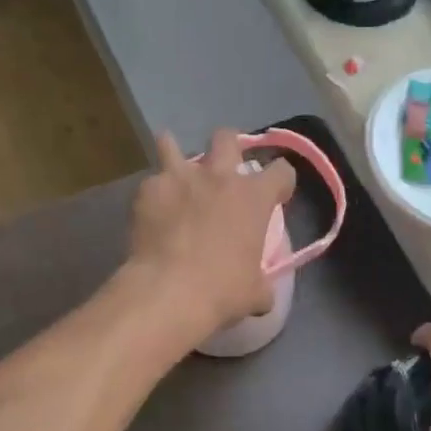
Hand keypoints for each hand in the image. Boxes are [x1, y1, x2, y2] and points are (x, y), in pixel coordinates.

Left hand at [122, 130, 296, 346]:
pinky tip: (151, 210)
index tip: (276, 195)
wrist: (168, 292)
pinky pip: (152, 182)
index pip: (282, 171)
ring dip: (175, 153)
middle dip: (227, 147)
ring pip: (172, 144)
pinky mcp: (148, 189)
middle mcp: (219, 177)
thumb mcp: (256, 292)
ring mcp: (180, 178)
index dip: (281, 181)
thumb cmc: (222, 291)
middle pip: (227, 138)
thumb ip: (263, 283)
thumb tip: (263, 292)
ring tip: (175, 171)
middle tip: (224, 169)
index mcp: (254, 197)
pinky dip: (154, 193)